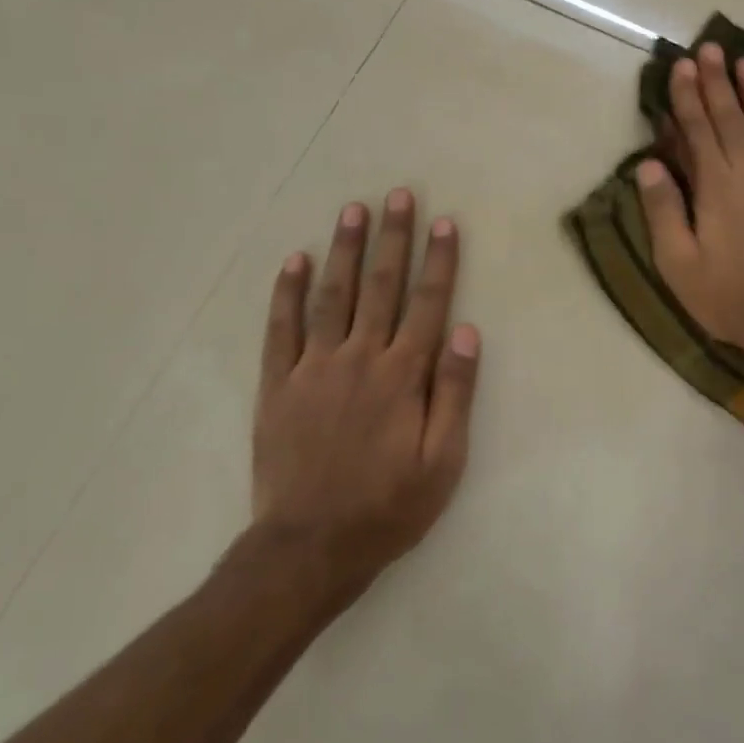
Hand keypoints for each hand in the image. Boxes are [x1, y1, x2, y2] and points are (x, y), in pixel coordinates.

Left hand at [252, 189, 480, 581]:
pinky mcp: (277, 384)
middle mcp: (359, 359)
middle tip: (398, 196)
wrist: (311, 546)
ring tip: (353, 210)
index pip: (427, 305)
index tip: (445, 222)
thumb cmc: (388, 507)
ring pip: (332, 296)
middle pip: (381, 287)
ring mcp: (313, 368)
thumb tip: (466, 331)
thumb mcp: (443, 462)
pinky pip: (280, 328)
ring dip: (345, 251)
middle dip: (392, 239)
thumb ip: (454, 393)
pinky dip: (286, 292)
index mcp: (402, 376)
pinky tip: (293, 260)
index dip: (439, 262)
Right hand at [636, 43, 743, 378]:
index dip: (687, 97)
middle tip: (711, 48)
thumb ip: (664, 210)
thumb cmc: (728, 297)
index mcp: (717, 187)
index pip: (698, 131)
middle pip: (733, 120)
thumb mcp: (678, 262)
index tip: (682, 66)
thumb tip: (649, 164)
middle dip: (719, 83)